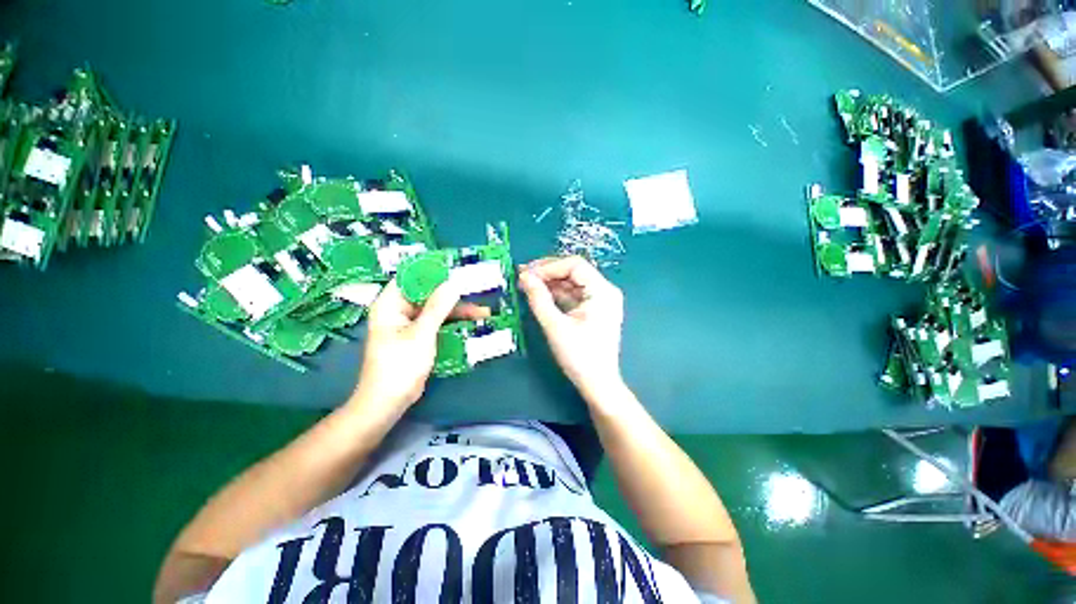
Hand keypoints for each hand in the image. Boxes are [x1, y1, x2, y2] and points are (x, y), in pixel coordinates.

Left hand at [352, 280, 489, 413]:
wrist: (388, 402)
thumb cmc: (399, 365)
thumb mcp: (421, 333)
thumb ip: (438, 307)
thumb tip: (453, 283)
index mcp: (390, 304)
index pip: (412, 278)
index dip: (434, 272)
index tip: (458, 269)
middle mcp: (399, 310)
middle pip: (429, 295)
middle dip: (454, 295)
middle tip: (478, 292)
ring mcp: (410, 325)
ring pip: (437, 310)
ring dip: (458, 311)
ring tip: (484, 312)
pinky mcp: (419, 337)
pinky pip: (438, 323)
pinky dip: (453, 323)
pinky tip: (472, 324)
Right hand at [518, 256, 624, 400]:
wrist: (597, 384)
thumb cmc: (579, 357)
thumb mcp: (555, 326)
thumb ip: (539, 299)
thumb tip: (524, 276)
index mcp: (602, 291)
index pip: (574, 265)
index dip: (548, 266)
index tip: (526, 273)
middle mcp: (604, 291)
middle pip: (573, 271)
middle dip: (547, 272)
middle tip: (523, 276)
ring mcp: (600, 300)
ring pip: (571, 282)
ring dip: (550, 282)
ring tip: (527, 284)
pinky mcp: (593, 309)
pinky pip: (573, 294)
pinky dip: (556, 293)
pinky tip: (539, 294)